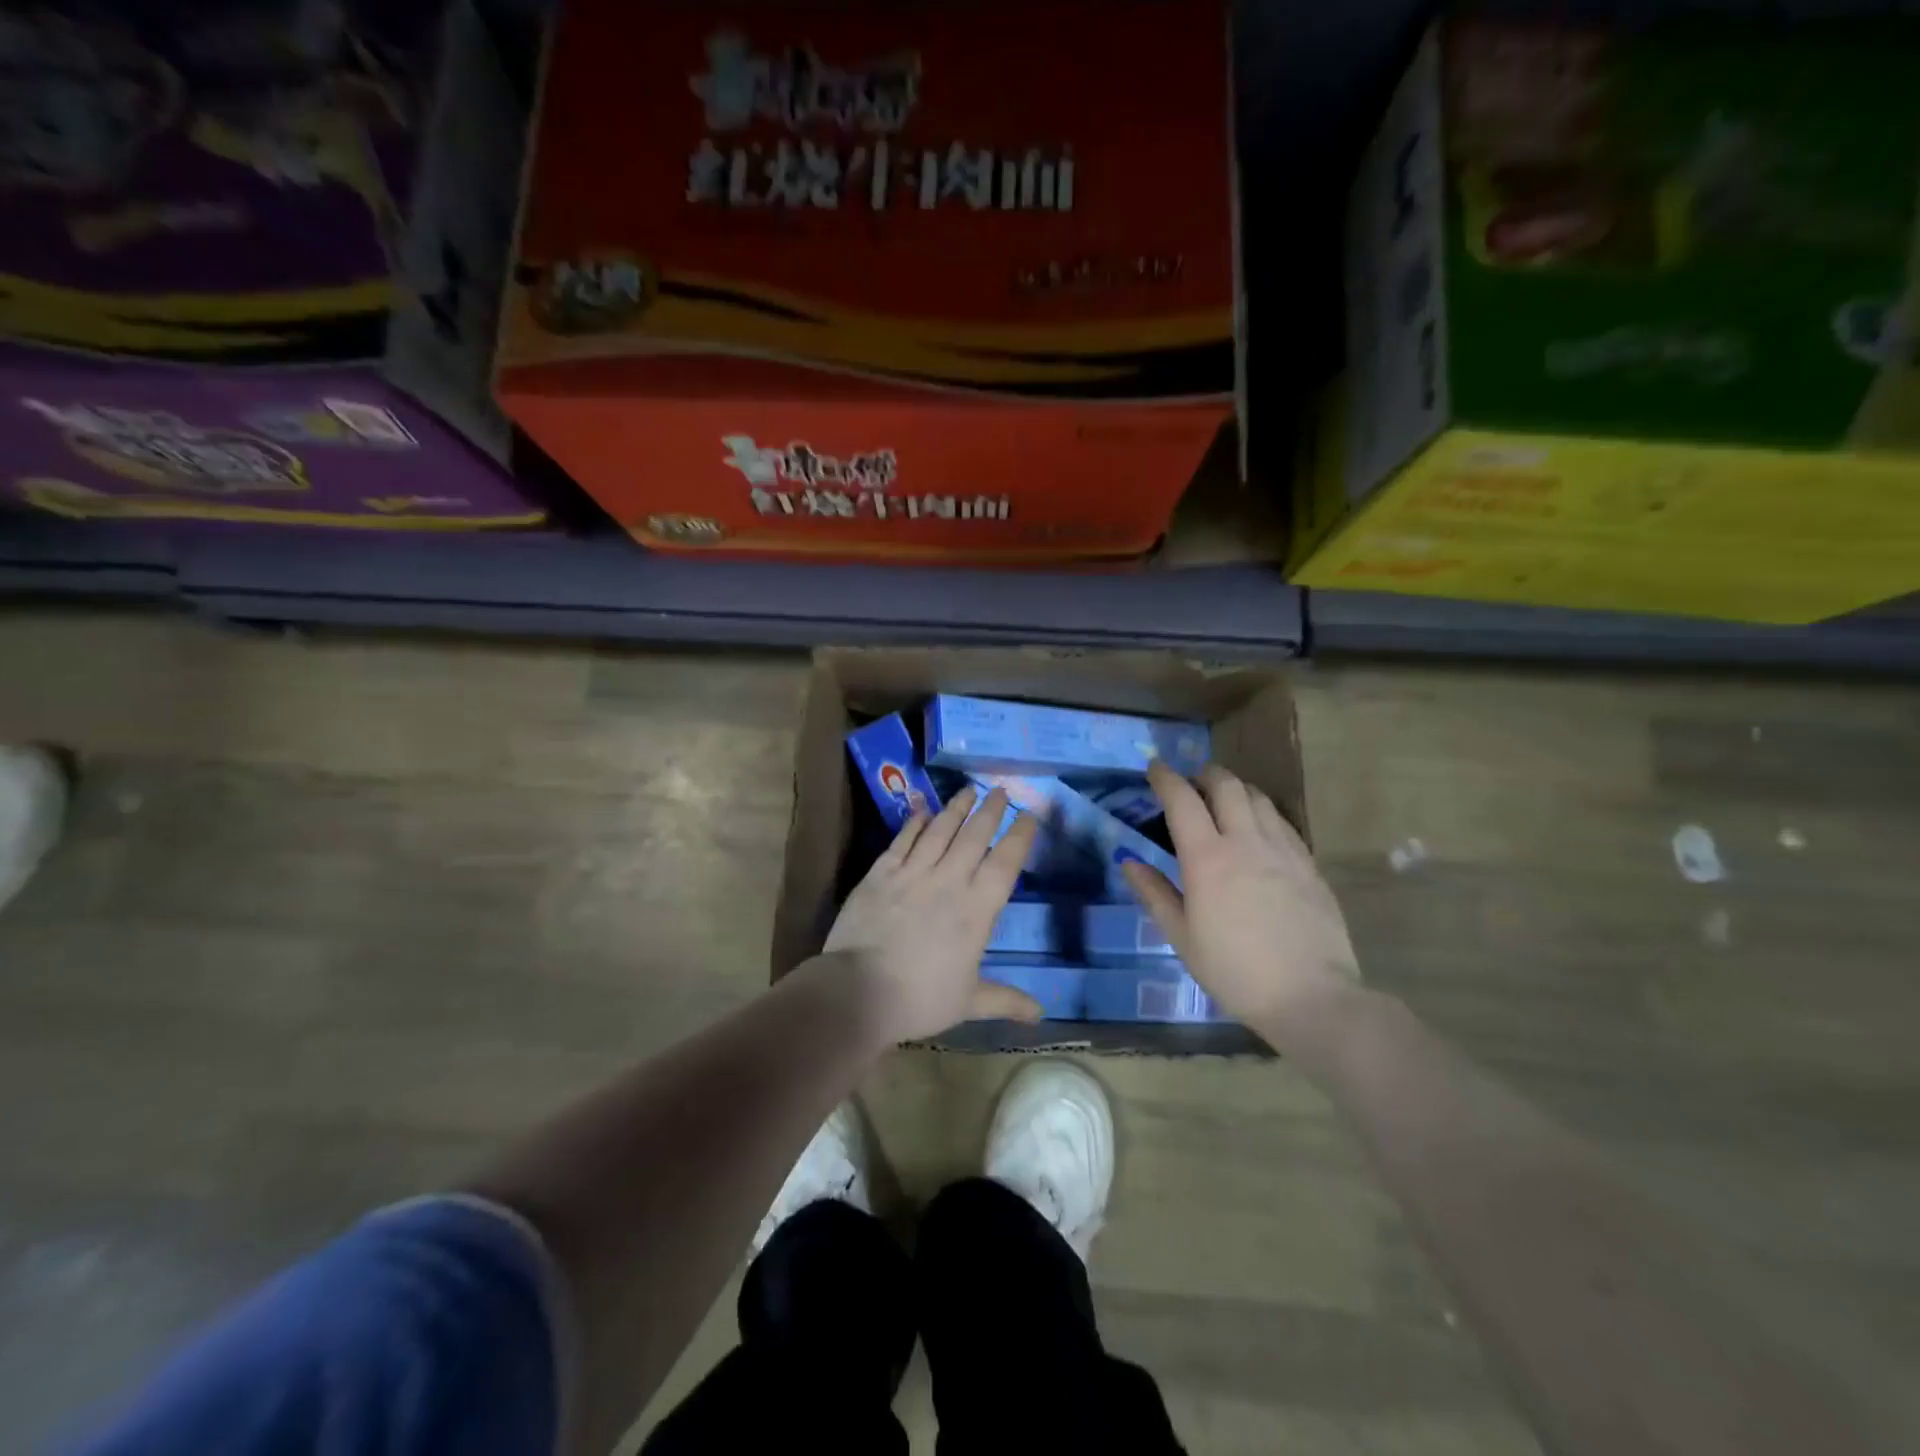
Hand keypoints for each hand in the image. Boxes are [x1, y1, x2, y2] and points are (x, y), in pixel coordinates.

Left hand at [823, 785, 1042, 1042]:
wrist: (859, 990)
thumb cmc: (920, 999)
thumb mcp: (968, 1002)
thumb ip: (1004, 1000)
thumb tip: (1040, 1014)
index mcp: (976, 910)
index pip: (1005, 863)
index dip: (1020, 836)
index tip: (1030, 814)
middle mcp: (949, 881)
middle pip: (974, 837)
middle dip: (990, 811)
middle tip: (1000, 789)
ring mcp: (912, 873)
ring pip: (940, 830)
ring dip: (956, 808)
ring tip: (968, 790)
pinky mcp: (880, 873)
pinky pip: (902, 840)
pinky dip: (914, 822)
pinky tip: (921, 808)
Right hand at [1122, 760, 1359, 1032]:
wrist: (1311, 997)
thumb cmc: (1234, 972)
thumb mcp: (1182, 938)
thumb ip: (1154, 894)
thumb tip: (1128, 862)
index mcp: (1207, 858)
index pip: (1182, 800)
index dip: (1165, 778)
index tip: (1154, 768)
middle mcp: (1246, 842)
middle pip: (1226, 786)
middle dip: (1205, 774)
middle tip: (1192, 780)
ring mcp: (1283, 851)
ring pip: (1259, 798)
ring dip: (1236, 788)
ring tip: (1224, 798)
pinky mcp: (1310, 865)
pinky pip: (1283, 823)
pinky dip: (1264, 812)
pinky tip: (1260, 829)